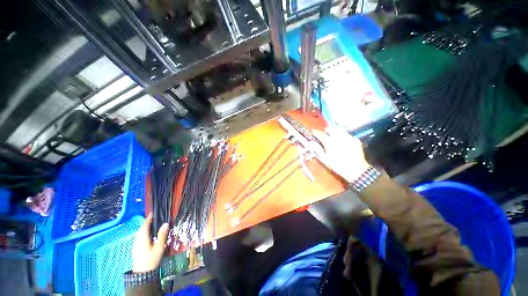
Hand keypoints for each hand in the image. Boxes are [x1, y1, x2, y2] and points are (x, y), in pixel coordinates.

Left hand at [132, 213, 168, 272]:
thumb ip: (162, 235)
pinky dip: (144, 233)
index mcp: (143, 238)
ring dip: (145, 228)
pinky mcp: (136, 248)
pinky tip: (149, 235)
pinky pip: (139, 237)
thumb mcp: (159, 247)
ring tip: (153, 225)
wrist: (143, 273)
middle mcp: (137, 240)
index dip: (149, 219)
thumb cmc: (151, 259)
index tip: (153, 213)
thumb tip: (166, 223)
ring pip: (139, 233)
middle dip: (147, 222)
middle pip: (141, 229)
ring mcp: (136, 244)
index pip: (145, 225)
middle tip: (154, 218)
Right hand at [313, 127, 369, 182]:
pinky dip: (343, 136)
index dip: (316, 132)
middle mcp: (339, 137)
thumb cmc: (337, 165)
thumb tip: (310, 142)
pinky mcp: (355, 140)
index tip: (312, 131)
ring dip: (335, 132)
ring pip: (340, 131)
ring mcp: (348, 138)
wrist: (356, 170)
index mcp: (330, 142)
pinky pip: (347, 135)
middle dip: (326, 130)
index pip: (321, 134)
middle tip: (324, 134)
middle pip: (331, 129)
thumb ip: (317, 149)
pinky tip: (343, 142)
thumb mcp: (325, 159)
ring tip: (333, 136)